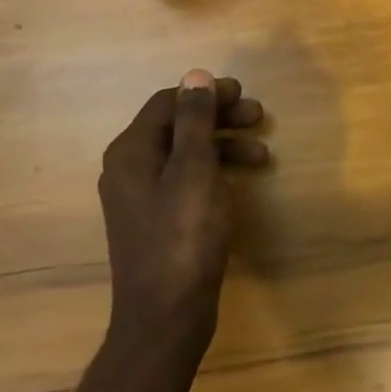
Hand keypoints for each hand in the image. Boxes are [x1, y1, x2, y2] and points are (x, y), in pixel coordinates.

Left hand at [98, 71, 267, 351]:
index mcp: (131, 152)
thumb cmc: (183, 237)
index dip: (206, 93)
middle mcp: (129, 169)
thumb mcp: (194, 171)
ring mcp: (141, 198)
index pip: (167, 103)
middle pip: (176, 127)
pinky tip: (238, 184)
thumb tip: (195, 75)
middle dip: (218, 118)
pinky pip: (185, 182)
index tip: (244, 94)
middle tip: (258, 117)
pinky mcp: (156, 222)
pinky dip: (213, 174)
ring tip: (262, 156)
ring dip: (222, 147)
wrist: (165, 316)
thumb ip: (194, 121)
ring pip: (184, 156)